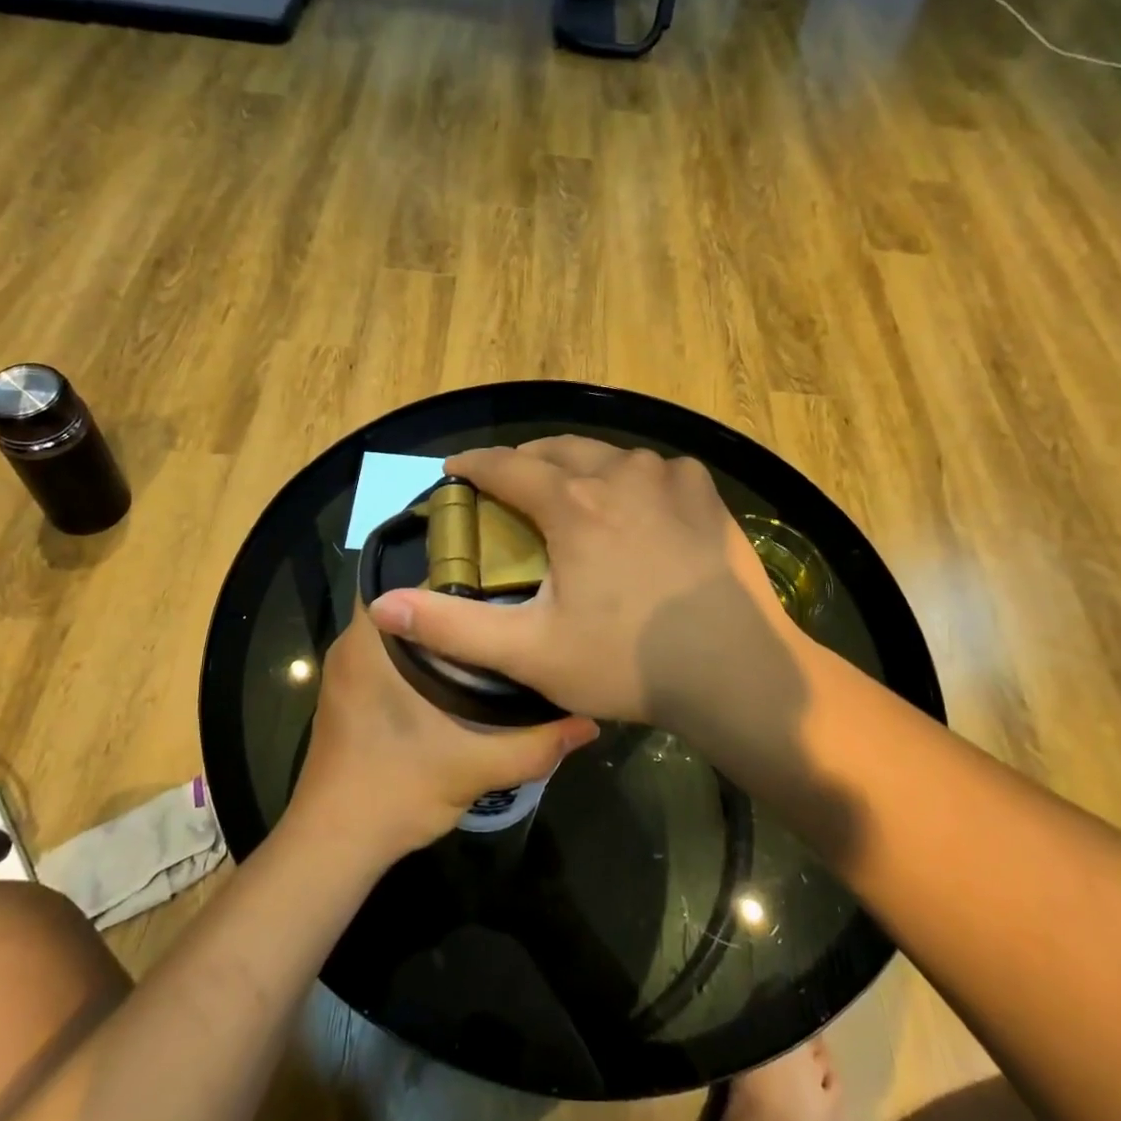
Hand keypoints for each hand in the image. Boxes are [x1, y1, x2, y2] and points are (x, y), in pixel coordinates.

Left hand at [289, 603, 599, 861]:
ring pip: (400, 632)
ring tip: (495, 631)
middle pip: (409, 604)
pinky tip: (462, 674)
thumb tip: (589, 722)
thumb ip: (535, 744)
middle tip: (510, 603)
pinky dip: (421, 657)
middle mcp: (353, 645)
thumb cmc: (394, 791)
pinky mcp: (349, 696)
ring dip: (439, 632)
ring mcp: (346, 672)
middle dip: (456, 602)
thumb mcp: (474, 767)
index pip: (411, 579)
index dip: (458, 570)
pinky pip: (389, 656)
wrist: (332, 846)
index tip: (502, 574)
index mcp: (372, 642)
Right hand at [364, 439, 806, 751]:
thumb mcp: (530, 652)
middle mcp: (618, 473)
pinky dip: (632, 479)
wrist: (737, 672)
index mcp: (571, 504)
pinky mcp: (705, 492)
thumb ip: (452, 626)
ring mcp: (668, 477)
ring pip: (607, 455)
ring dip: (580, 468)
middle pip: (557, 449)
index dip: (474, 466)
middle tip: (511, 487)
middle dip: (525, 461)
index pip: (505, 466)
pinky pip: (655, 470)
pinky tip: (635, 507)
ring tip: (571, 495)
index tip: (455, 471)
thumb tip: (383, 605)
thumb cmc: (627, 662)